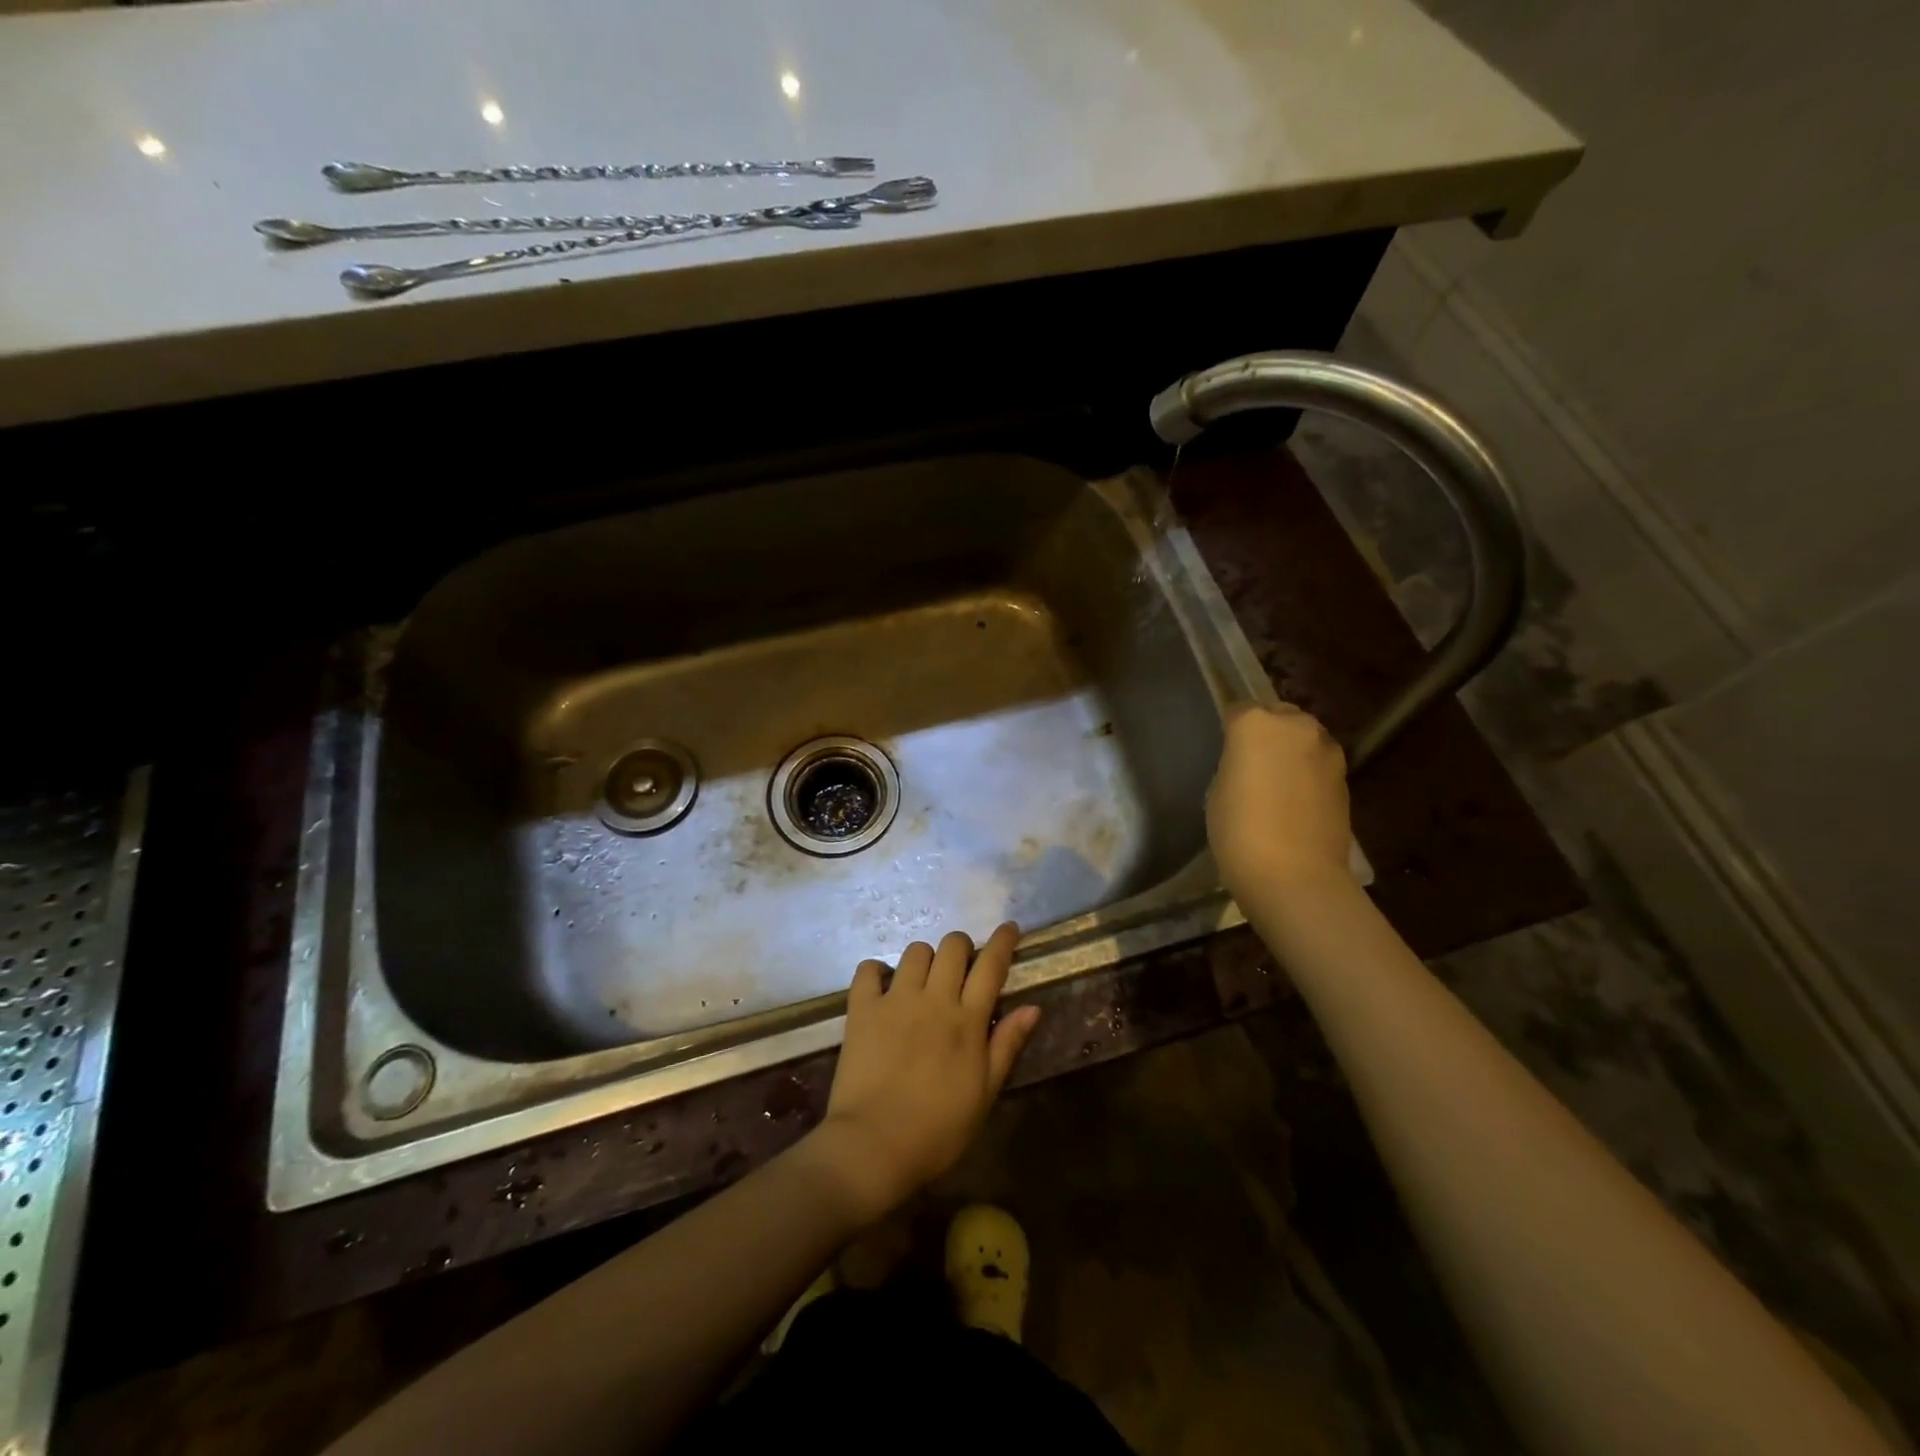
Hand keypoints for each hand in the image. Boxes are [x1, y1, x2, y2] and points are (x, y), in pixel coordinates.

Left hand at [810, 924, 1040, 1223]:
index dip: (1003, 941)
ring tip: (924, 980)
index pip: (991, 965)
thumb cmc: (938, 1129)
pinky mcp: (862, 1009)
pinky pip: (868, 969)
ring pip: (915, 951)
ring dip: (925, 959)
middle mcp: (933, 999)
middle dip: (962, 947)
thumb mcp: (984, 1093)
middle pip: (952, 946)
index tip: (1010, 928)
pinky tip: (884, 987)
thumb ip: (1007, 1045)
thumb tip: (1033, 1007)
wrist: (874, 1145)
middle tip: (961, 967)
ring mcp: (895, 1000)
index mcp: (967, 1020)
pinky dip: (878, 971)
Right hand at [1207, 703, 1352, 903]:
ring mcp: (1327, 751)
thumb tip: (1250, 764)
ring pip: (1304, 739)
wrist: (1294, 875)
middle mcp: (1296, 726)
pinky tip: (1296, 802)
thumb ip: (1236, 763)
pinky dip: (1308, 774)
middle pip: (1279, 716)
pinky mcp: (1346, 778)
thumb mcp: (1218, 790)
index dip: (1230, 731)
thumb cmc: (1239, 831)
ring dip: (1292, 752)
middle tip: (1252, 764)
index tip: (1224, 751)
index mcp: (1255, 723)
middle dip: (1268, 733)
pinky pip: (1319, 765)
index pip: (1238, 710)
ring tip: (1277, 783)